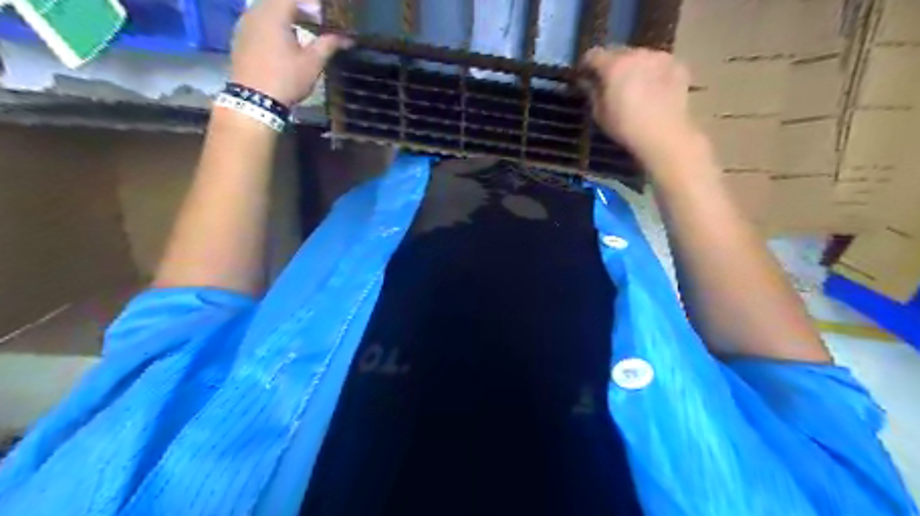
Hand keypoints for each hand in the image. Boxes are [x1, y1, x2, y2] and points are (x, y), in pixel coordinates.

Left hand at [234, 0, 353, 106]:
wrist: (254, 100)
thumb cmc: (286, 78)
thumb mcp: (312, 63)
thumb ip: (328, 45)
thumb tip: (346, 38)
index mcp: (273, 13)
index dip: (312, 4)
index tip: (326, 16)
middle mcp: (255, 12)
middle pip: (279, 1)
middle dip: (301, 8)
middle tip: (318, 22)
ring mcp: (244, 24)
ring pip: (267, 10)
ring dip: (287, 17)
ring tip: (304, 32)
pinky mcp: (240, 38)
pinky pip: (259, 22)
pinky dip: (274, 26)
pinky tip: (285, 43)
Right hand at [582, 46, 697, 162]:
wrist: (664, 134)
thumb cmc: (625, 127)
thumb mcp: (599, 113)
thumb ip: (592, 92)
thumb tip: (588, 82)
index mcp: (614, 65)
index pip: (594, 54)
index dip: (587, 64)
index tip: (585, 75)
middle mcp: (637, 53)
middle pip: (619, 52)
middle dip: (612, 64)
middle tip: (611, 82)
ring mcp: (660, 57)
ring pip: (640, 56)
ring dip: (634, 67)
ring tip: (634, 85)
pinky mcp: (677, 65)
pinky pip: (659, 64)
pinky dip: (653, 72)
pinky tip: (653, 89)